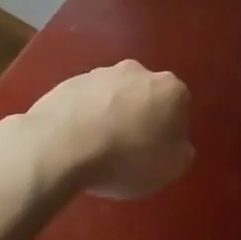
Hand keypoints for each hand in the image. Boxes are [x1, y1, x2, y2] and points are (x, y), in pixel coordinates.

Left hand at [24, 61, 193, 198]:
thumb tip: (175, 142)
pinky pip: (86, 102)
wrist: (60, 146)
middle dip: (140, 117)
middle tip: (128, 150)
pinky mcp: (69, 81)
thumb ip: (181, 151)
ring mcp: (100, 73)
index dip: (170, 132)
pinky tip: (75, 142)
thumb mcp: (170, 168)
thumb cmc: (125, 158)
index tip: (156, 153)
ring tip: (96, 149)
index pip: (180, 108)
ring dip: (111, 116)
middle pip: (146, 96)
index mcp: (170, 88)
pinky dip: (84, 117)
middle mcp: (138, 71)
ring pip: (114, 96)